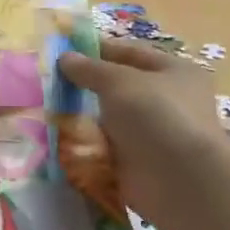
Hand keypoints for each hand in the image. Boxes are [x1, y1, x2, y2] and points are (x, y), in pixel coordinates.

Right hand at [58, 39, 229, 225]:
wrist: (180, 180)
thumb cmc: (156, 115)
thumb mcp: (119, 81)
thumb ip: (90, 69)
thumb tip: (65, 57)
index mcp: (173, 71)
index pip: (130, 52)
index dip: (97, 49)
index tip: (63, 50)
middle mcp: (167, 100)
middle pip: (119, 87)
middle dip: (87, 86)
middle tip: (51, 82)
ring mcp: (153, 133)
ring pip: (111, 119)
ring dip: (84, 117)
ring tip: (49, 110)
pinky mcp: (139, 162)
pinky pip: (107, 147)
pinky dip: (88, 145)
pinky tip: (62, 139)